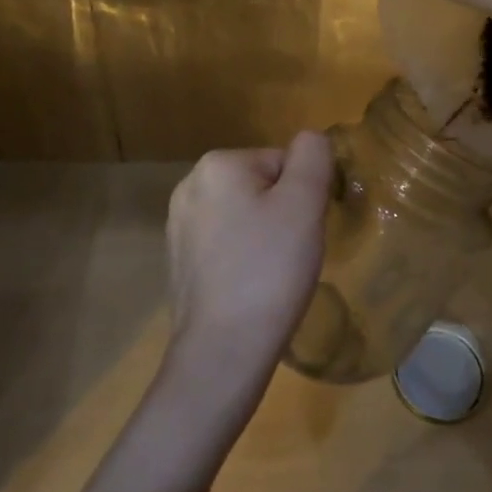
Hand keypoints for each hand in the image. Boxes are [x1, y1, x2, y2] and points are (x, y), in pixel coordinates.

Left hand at [163, 133, 333, 406]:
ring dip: (265, 237)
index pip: (283, 162)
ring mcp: (178, 226)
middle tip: (291, 254)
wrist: (223, 351)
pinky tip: (250, 289)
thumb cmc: (269, 270)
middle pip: (262, 186)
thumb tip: (311, 140)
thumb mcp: (305, 203)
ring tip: (272, 275)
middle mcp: (189, 186)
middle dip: (283, 214)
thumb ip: (313, 157)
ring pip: (245, 216)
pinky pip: (226, 245)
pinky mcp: (178, 261)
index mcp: (217, 164)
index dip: (303, 196)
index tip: (303, 231)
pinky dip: (244, 259)